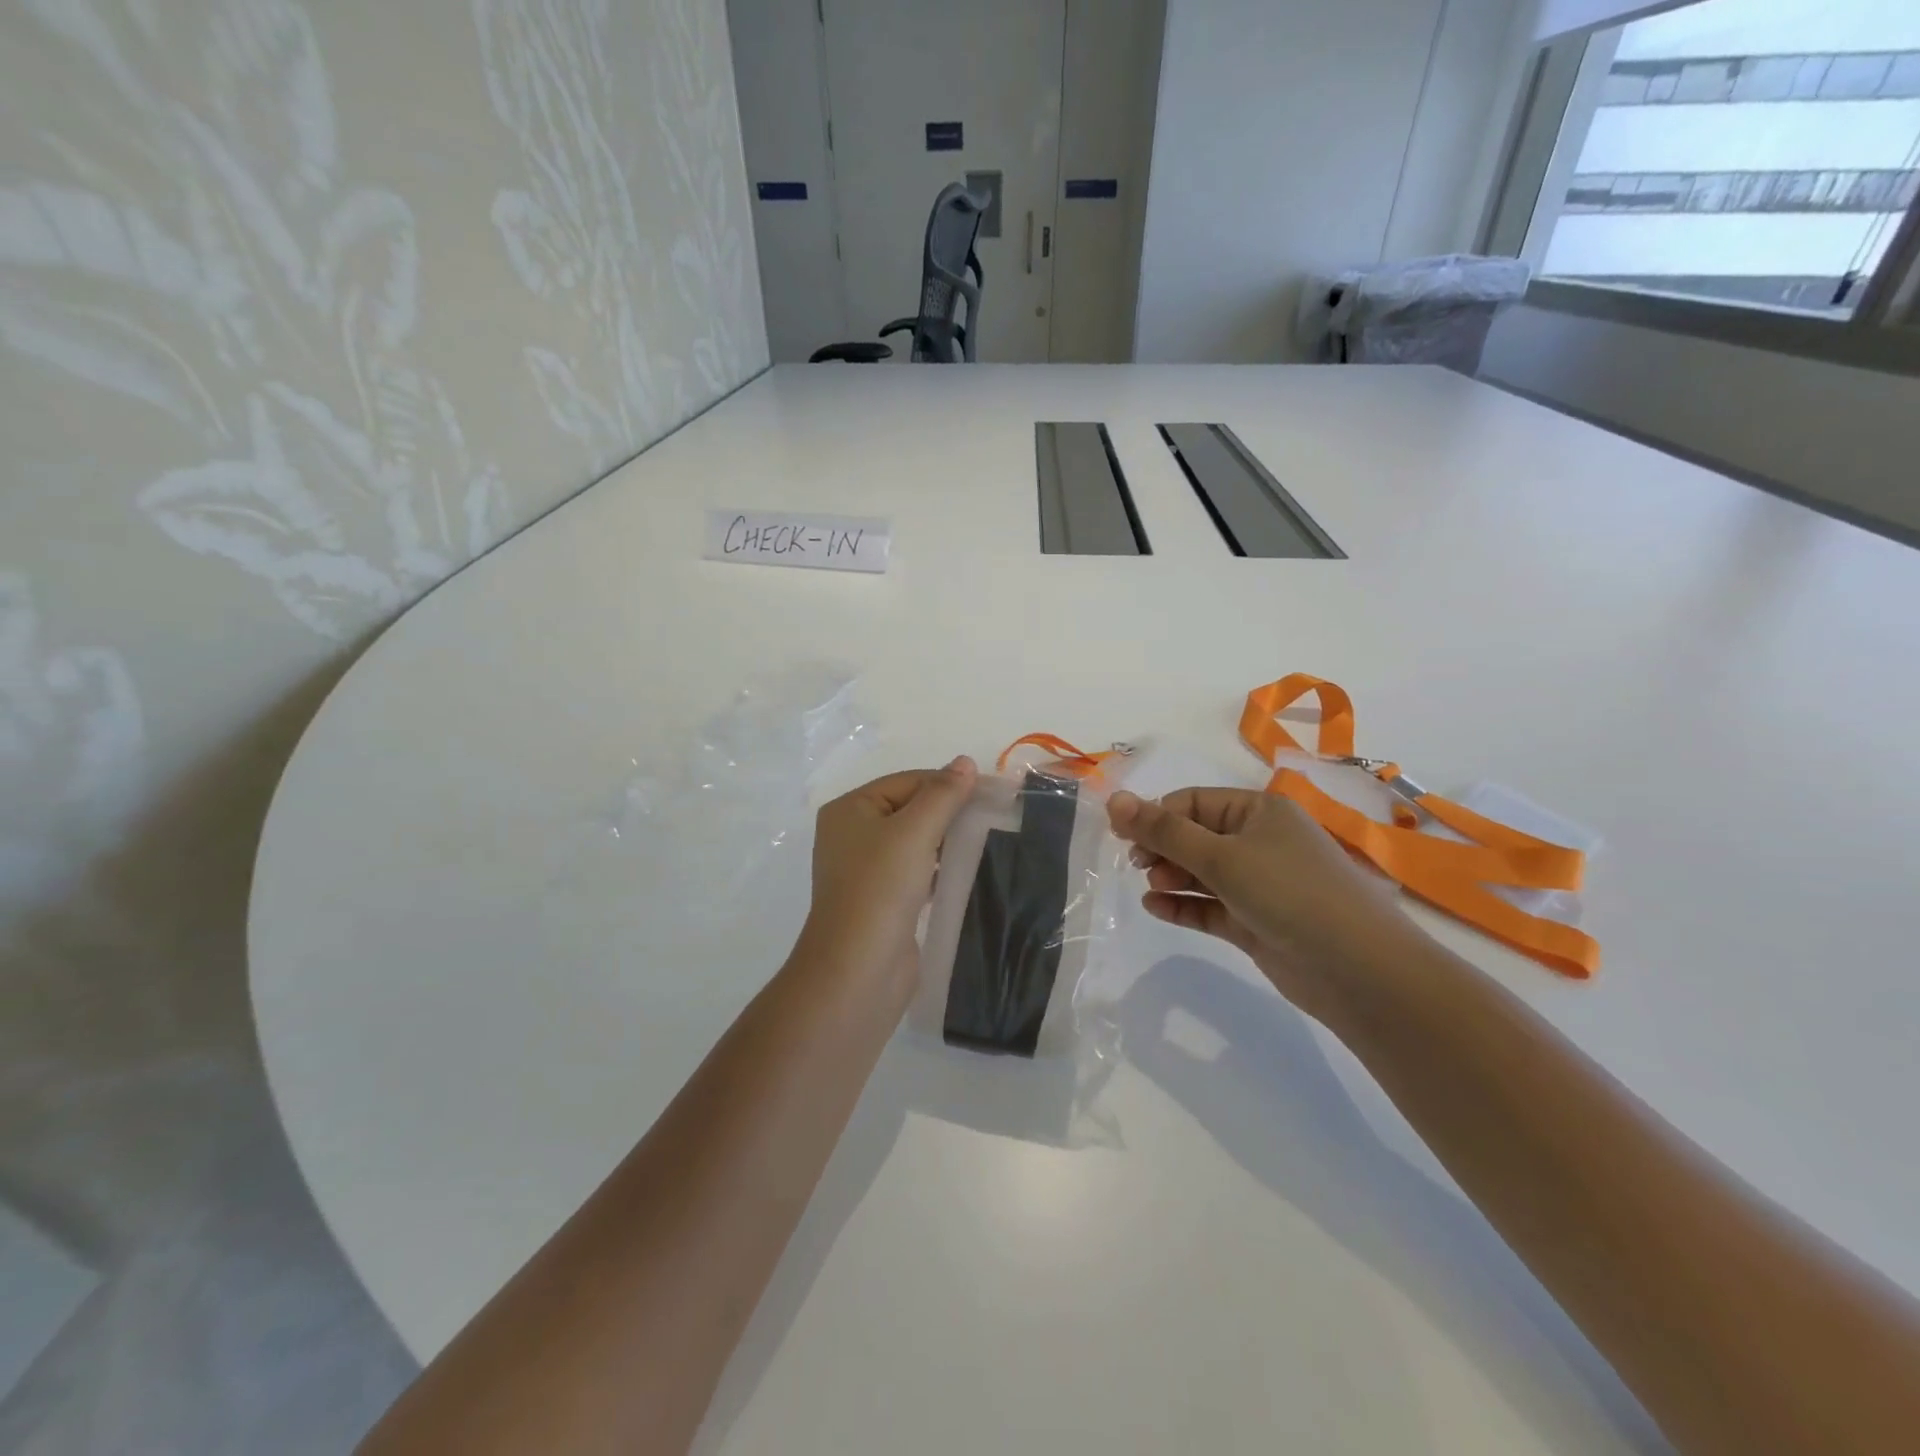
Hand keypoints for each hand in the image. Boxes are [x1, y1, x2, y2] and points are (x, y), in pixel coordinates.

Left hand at [797, 757, 978, 996]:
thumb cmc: (880, 888)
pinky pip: (915, 871)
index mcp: (850, 809)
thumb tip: (965, 762)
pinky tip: (965, 870)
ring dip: (946, 840)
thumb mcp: (914, 831)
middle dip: (948, 812)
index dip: (947, 783)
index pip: (907, 781)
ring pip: (915, 841)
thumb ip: (942, 795)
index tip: (991, 791)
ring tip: (985, 840)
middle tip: (993, 814)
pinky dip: (939, 868)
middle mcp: (852, 834)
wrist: (858, 970)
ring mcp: (865, 870)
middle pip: (910, 808)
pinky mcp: (882, 900)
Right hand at [1107, 787, 1423, 1023]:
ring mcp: (1259, 884)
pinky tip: (1155, 909)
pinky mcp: (1256, 921)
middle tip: (1139, 867)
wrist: (1358, 971)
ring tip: (1151, 888)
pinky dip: (1184, 905)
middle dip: (1163, 849)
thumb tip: (1113, 799)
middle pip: (1195, 836)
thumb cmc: (1289, 893)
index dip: (1156, 817)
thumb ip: (1163, 831)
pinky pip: (1210, 906)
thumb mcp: (1221, 856)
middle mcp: (1259, 842)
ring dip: (1172, 876)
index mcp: (1259, 811)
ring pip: (1201, 873)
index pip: (1193, 802)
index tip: (1124, 839)